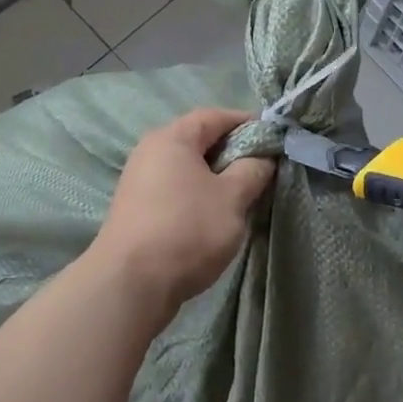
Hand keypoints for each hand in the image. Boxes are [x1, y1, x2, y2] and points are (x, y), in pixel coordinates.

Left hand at [91, 108, 274, 318]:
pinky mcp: (136, 210)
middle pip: (198, 140)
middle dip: (232, 150)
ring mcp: (139, 181)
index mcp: (172, 138)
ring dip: (215, 176)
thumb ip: (253, 170)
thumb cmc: (187, 230)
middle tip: (261, 167)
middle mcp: (150, 152)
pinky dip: (197, 194)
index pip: (214, 116)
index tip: (272, 137)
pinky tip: (213, 215)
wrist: (129, 285)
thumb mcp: (232, 198)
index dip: (246, 122)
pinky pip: (175, 189)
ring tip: (242, 194)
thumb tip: (263, 157)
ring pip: (187, 168)